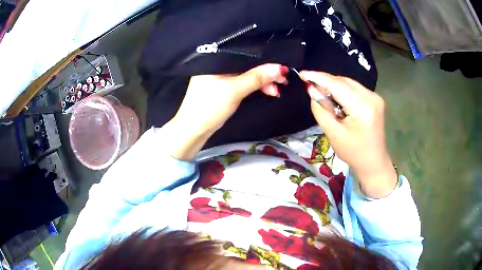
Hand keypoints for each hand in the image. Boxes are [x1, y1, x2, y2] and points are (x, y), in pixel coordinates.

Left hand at [162, 64, 287, 160]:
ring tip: (277, 89)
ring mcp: (221, 76)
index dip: (264, 58)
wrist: (194, 129)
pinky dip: (254, 86)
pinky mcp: (223, 87)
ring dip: (262, 81)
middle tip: (283, 80)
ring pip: (246, 74)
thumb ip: (256, 78)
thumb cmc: (209, 106)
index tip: (281, 66)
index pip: (245, 53)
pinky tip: (267, 90)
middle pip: (247, 64)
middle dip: (266, 72)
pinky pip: (243, 82)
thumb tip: (280, 68)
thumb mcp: (235, 90)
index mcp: (217, 59)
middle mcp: (218, 65)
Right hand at [300, 71, 396, 197]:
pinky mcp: (376, 99)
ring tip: (323, 94)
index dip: (319, 78)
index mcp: (362, 108)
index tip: (302, 74)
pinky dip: (343, 90)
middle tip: (311, 86)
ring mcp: (375, 97)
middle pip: (344, 81)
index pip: (337, 85)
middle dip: (326, 81)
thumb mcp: (333, 133)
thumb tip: (312, 89)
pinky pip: (355, 88)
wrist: (373, 162)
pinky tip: (337, 98)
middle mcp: (372, 97)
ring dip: (334, 85)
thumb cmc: (353, 152)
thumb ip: (321, 109)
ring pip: (349, 83)